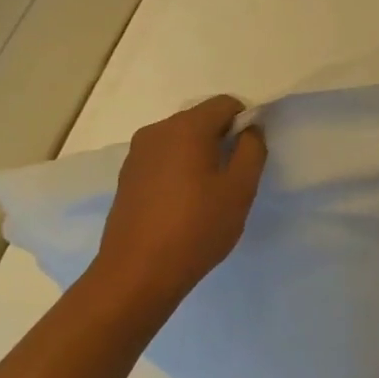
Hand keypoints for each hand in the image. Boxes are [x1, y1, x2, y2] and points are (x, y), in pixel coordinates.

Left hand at [91, 96, 266, 299]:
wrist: (136, 274)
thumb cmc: (196, 228)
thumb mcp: (240, 189)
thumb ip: (252, 150)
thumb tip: (249, 130)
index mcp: (186, 128)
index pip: (225, 103)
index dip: (245, 122)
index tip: (250, 155)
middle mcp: (157, 131)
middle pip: (200, 119)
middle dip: (221, 139)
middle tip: (233, 178)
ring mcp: (137, 154)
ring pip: (180, 140)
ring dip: (199, 155)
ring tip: (207, 194)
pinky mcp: (126, 176)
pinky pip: (163, 159)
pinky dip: (178, 170)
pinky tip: (182, 204)